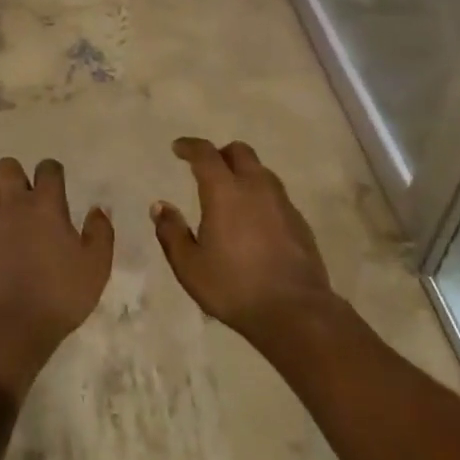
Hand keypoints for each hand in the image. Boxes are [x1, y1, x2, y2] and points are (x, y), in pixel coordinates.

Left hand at [0, 157, 113, 394]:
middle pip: (6, 166)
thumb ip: (101, 232)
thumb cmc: (61, 293)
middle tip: (27, 199)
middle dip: (16, 175)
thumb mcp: (97, 265)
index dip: (53, 173)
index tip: (58, 188)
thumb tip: (97, 209)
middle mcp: (15, 203)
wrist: (15, 325)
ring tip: (5, 215)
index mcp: (46, 203)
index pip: (48, 167)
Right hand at [152, 136, 336, 346]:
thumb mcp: (189, 266)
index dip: (189, 146)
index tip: (178, 148)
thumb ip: (172, 232)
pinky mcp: (299, 221)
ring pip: (261, 171)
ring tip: (232, 195)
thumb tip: (159, 206)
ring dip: (244, 173)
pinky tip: (256, 221)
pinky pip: (276, 195)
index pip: (205, 154)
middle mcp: (255, 187)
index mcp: (225, 191)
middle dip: (221, 154)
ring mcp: (282, 202)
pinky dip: (261, 196)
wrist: (296, 312)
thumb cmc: (234, 287)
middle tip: (207, 169)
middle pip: (239, 152)